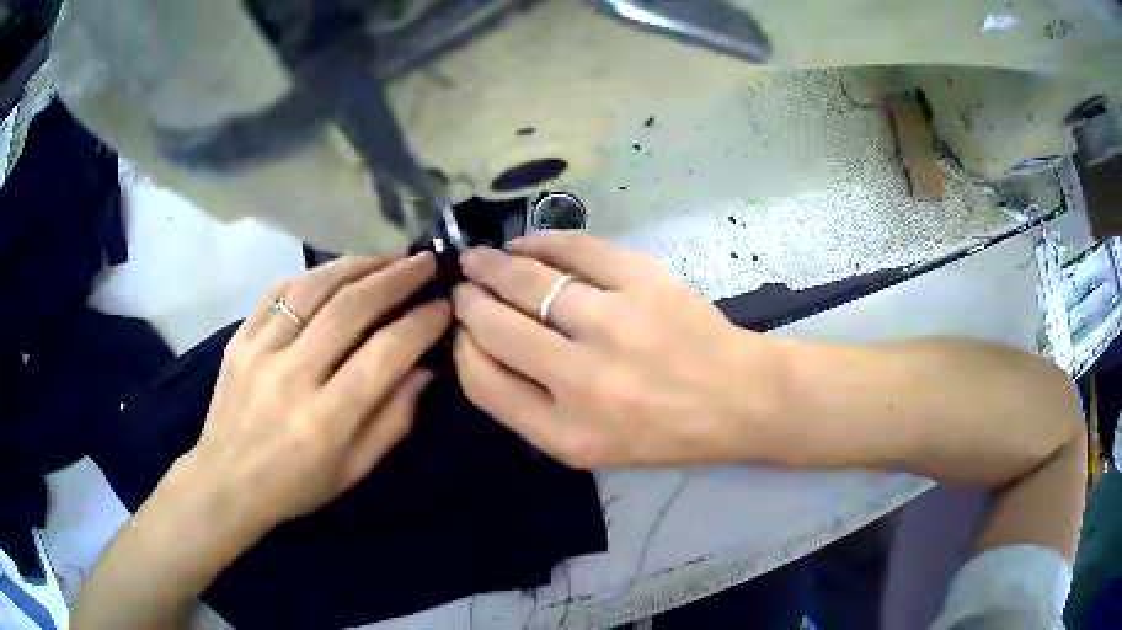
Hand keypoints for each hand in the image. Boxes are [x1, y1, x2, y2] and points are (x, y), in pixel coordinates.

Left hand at [182, 253, 449, 536]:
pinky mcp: (239, 338)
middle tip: (424, 262)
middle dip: (395, 278)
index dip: (420, 324)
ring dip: (357, 265)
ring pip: (314, 288)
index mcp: (326, 420)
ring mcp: (259, 351)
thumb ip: (394, 419)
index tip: (443, 306)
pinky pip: (280, 291)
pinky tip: (336, 272)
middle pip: (350, 309)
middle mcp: (292, 377)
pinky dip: (314, 275)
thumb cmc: (297, 486)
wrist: (226, 482)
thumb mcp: (355, 470)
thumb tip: (425, 368)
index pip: (384, 354)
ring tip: (387, 257)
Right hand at [452, 234, 785, 468]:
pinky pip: (574, 250)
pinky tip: (526, 245)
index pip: (482, 382)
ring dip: (493, 266)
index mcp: (565, 433)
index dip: (462, 348)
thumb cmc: (664, 431)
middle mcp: (582, 382)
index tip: (462, 330)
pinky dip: (541, 242)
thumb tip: (483, 345)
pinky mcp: (642, 283)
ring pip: (527, 282)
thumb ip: (532, 409)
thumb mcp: (590, 446)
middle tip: (464, 287)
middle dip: (469, 301)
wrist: (738, 399)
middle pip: (495, 328)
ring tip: (480, 260)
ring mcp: (614, 325)